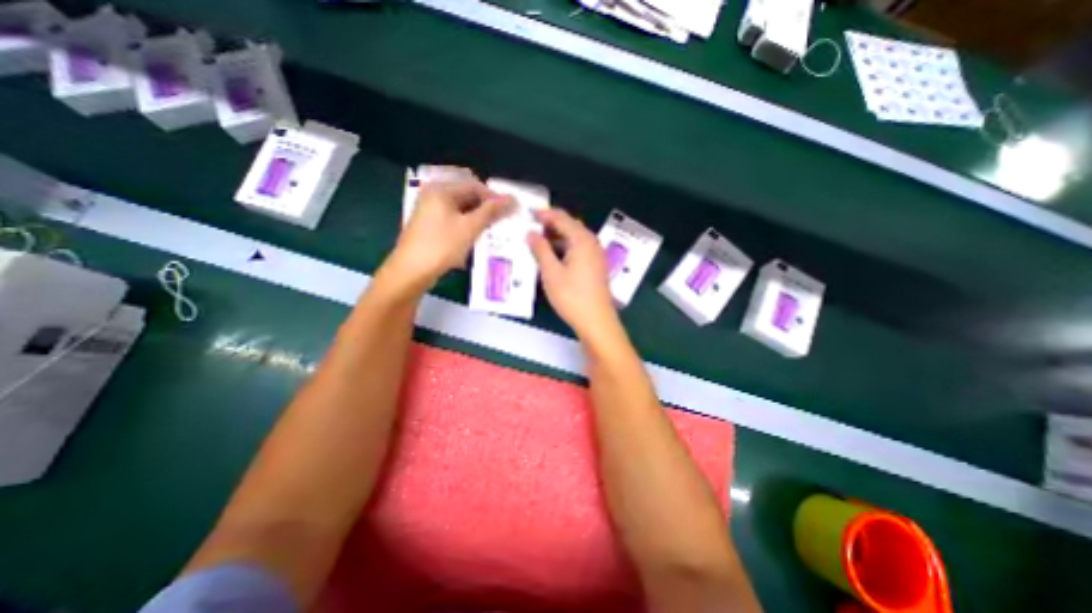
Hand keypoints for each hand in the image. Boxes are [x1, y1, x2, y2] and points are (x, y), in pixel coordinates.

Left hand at [382, 173, 517, 294]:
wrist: (411, 271)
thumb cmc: (441, 245)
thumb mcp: (469, 227)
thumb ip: (491, 211)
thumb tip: (512, 199)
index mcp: (441, 189)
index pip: (475, 185)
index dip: (494, 197)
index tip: (510, 211)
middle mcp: (434, 195)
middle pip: (467, 196)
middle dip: (485, 209)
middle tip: (502, 222)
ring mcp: (430, 210)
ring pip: (461, 209)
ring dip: (477, 219)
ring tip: (492, 231)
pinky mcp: (430, 225)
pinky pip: (454, 220)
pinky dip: (466, 226)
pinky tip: (476, 238)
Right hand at [532, 209, 621, 337]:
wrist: (596, 321)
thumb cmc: (571, 296)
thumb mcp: (551, 273)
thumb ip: (540, 250)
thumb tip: (531, 233)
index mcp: (582, 240)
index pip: (561, 218)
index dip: (544, 214)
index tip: (527, 213)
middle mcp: (591, 242)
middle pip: (570, 225)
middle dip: (551, 224)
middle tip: (531, 227)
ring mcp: (596, 254)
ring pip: (575, 238)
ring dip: (557, 236)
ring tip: (538, 241)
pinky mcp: (596, 266)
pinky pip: (579, 248)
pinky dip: (565, 247)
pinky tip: (553, 256)